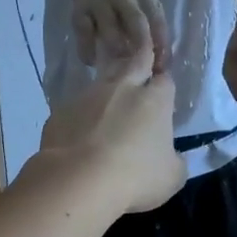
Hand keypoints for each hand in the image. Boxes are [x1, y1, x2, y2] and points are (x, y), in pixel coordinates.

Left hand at [35, 45, 182, 212]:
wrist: (76, 180)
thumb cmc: (135, 177)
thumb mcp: (171, 177)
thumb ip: (175, 161)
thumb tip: (171, 157)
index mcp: (154, 101)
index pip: (165, 80)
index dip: (164, 85)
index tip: (163, 95)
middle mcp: (122, 89)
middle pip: (134, 61)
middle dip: (141, 57)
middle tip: (142, 56)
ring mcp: (88, 96)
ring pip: (103, 82)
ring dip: (109, 90)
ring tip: (110, 105)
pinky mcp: (61, 111)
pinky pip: (77, 107)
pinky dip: (82, 115)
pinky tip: (81, 134)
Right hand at [73, 0, 169, 75]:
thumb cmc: (126, 5)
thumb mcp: (143, 10)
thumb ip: (152, 34)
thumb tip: (160, 70)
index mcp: (145, 0)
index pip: (158, 21)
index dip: (161, 45)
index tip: (161, 69)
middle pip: (135, 19)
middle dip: (141, 43)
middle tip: (141, 67)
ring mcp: (100, 3)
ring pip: (108, 24)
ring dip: (115, 45)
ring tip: (116, 68)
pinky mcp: (80, 12)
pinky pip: (84, 32)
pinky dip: (88, 49)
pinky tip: (92, 61)